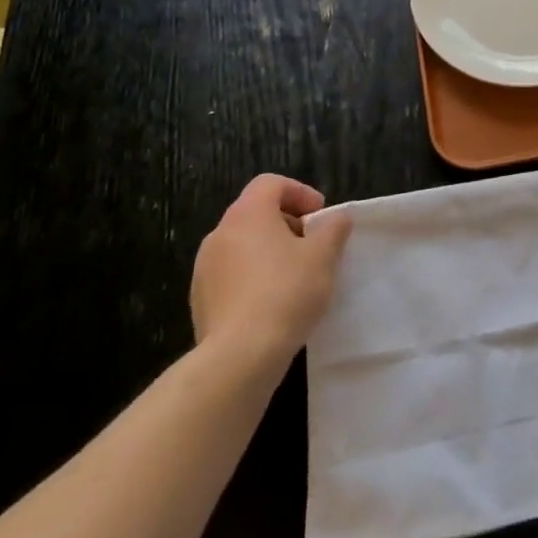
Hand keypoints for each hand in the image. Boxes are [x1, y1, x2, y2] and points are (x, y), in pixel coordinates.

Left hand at [191, 175, 351, 375]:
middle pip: (255, 213)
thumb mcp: (324, 256)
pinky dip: (253, 276)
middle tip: (313, 245)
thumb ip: (333, 230)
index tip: (320, 216)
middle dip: (287, 223)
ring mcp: (204, 267)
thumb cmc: (287, 292)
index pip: (270, 183)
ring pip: (242, 245)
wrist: (240, 355)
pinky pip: (231, 274)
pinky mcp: (200, 298)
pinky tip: (273, 302)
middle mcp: (219, 234)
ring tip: (295, 276)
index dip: (299, 192)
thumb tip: (336, 219)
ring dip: (269, 251)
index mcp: (247, 215)